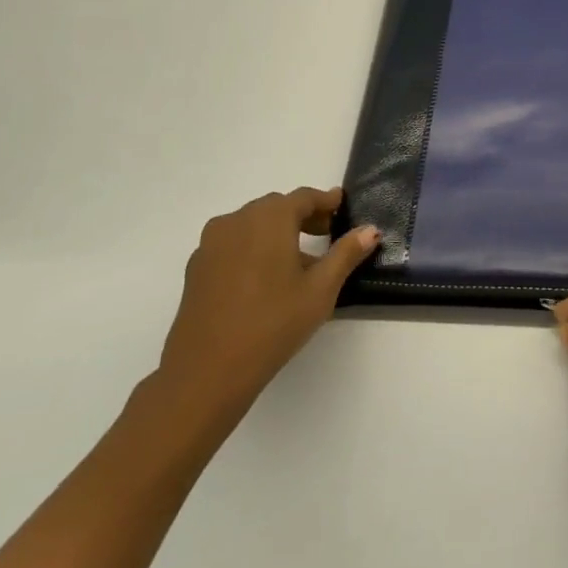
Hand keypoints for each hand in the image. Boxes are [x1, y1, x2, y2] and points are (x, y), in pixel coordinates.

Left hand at [154, 187, 378, 434]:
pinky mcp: (197, 267)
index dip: (326, 200)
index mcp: (269, 219)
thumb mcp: (321, 289)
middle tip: (326, 233)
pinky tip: (265, 278)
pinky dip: (253, 248)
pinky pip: (232, 244)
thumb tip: (370, 230)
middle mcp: (236, 221)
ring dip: (276, 232)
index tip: (341, 205)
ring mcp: (211, 244)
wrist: (208, 370)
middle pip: (275, 207)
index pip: (303, 197)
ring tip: (297, 260)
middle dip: (302, 216)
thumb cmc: (274, 323)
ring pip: (251, 224)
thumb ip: (346, 253)